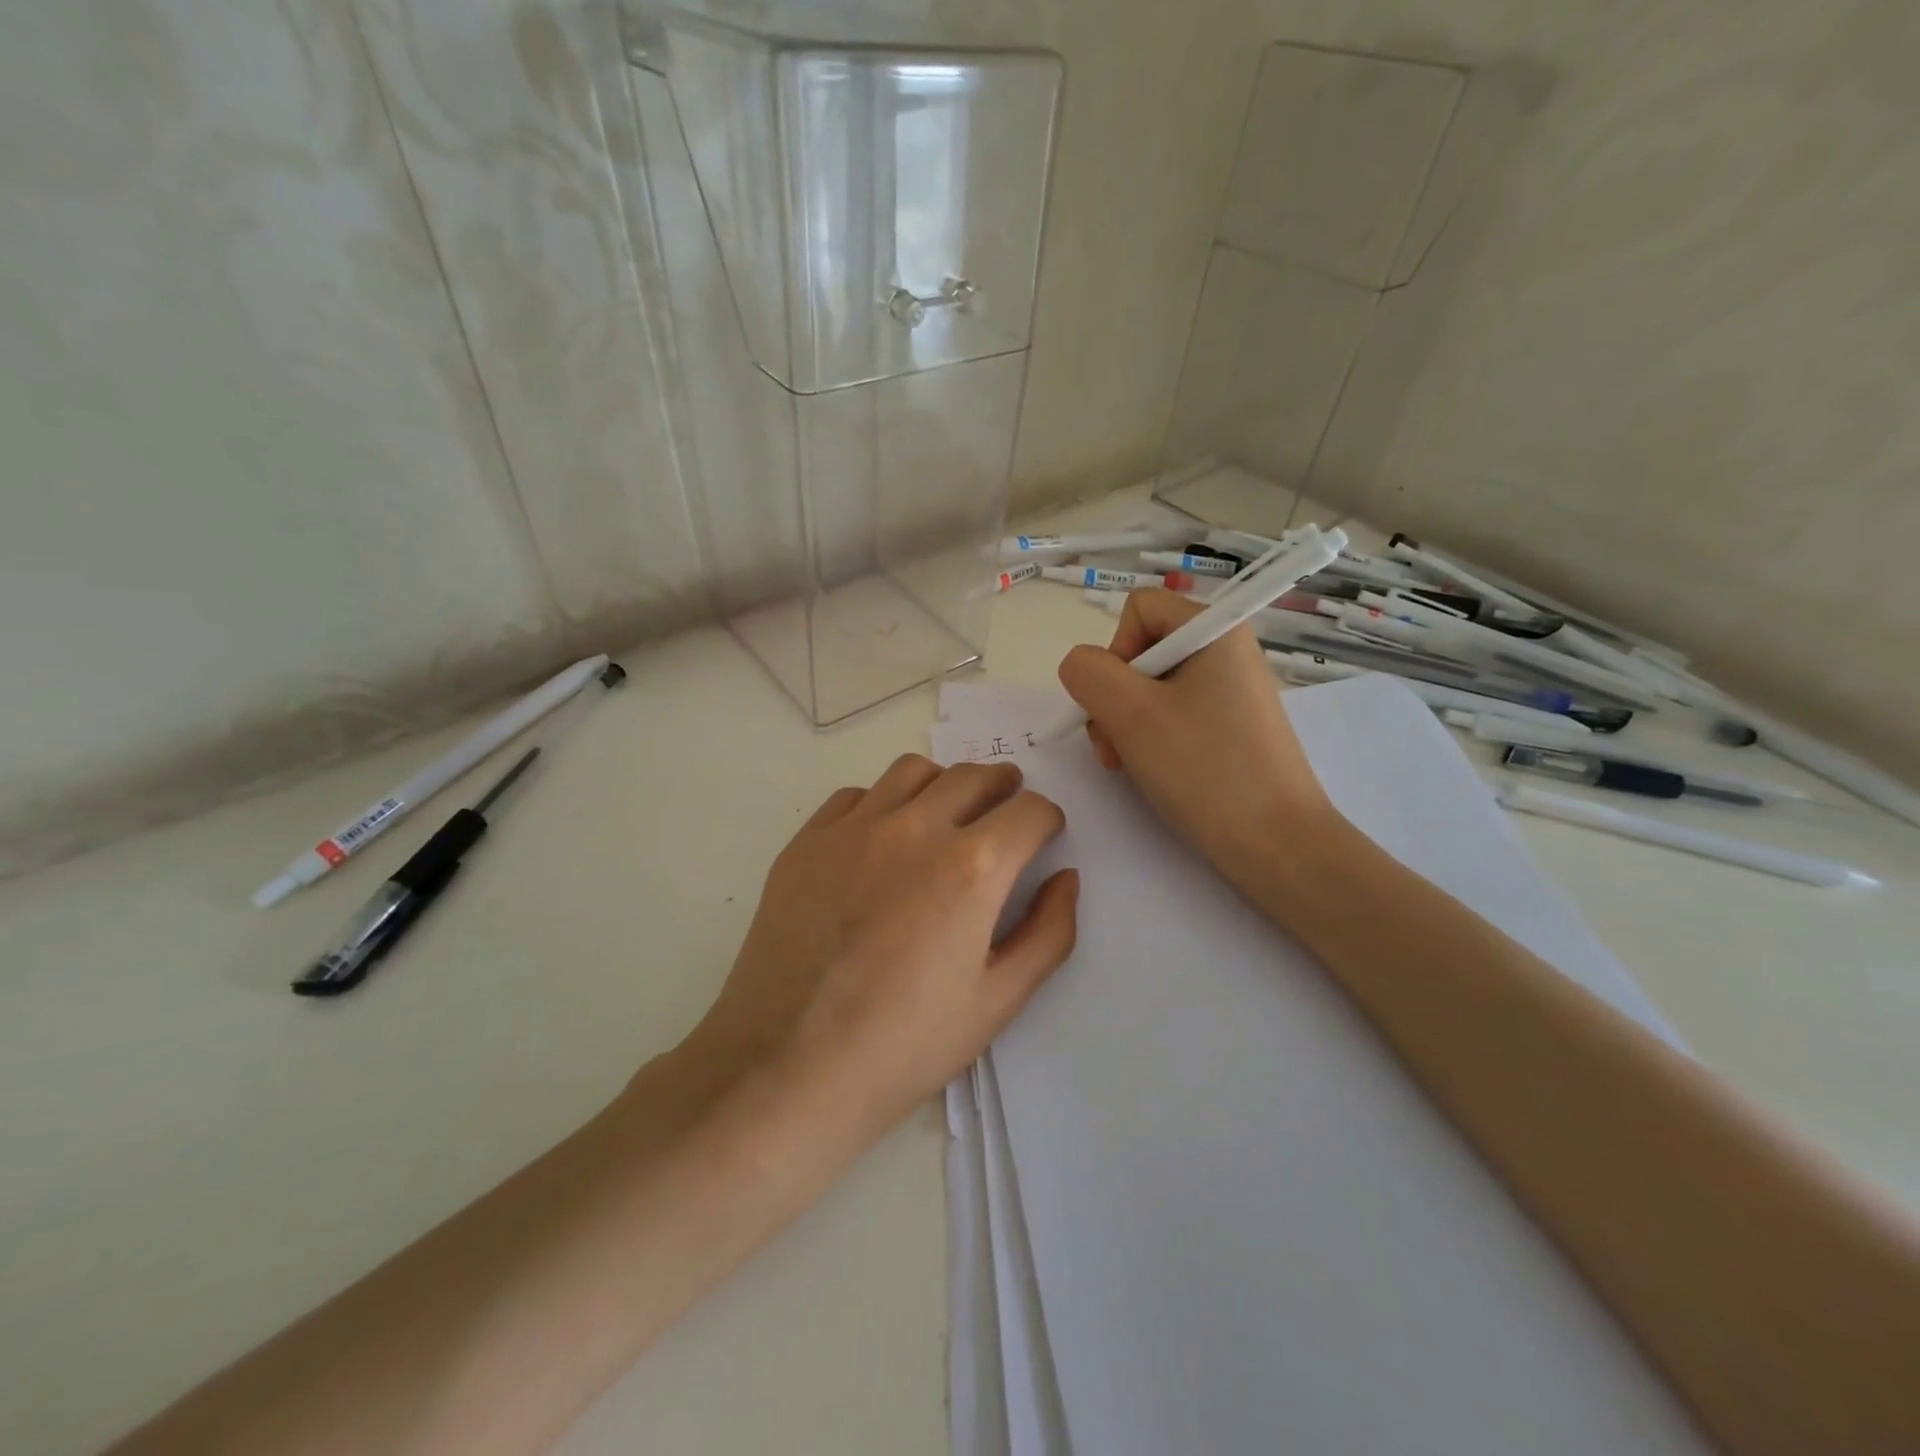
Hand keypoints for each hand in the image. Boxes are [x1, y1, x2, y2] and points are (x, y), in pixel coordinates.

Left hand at [684, 754, 1077, 1136]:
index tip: (1042, 837)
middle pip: (974, 776)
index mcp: (972, 868)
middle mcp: (915, 829)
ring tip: (944, 818)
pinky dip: (883, 803)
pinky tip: (881, 842)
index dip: (1046, 821)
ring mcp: (854, 828)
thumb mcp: (998, 1002)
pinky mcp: (808, 840)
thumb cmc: (904, 1045)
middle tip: (1003, 815)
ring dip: (943, 785)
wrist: (787, 1067)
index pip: (1030, 810)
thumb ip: (1047, 933)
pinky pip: (857, 795)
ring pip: (914, 771)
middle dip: (1003, 788)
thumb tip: (1064, 878)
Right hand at [1056, 588, 1342, 895]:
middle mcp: (1227, 651)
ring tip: (1128, 765)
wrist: (1276, 844)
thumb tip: (1080, 666)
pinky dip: (1152, 740)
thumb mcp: (1130, 713)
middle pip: (1142, 651)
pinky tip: (1152, 772)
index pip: (1139, 609)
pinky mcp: (1232, 728)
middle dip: (1115, 697)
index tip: (1119, 701)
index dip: (1114, 650)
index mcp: (1214, 630)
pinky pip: (1175, 716)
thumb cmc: (1203, 769)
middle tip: (1114, 745)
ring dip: (1126, 724)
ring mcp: (1231, 692)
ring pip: (1152, 689)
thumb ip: (1088, 673)